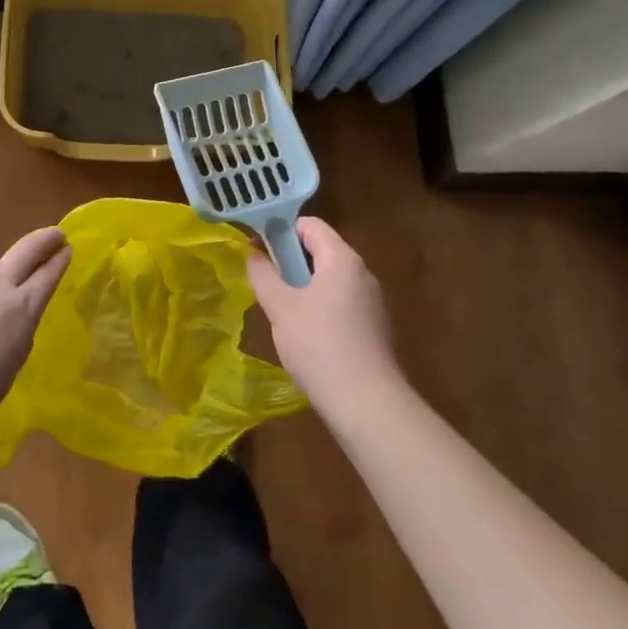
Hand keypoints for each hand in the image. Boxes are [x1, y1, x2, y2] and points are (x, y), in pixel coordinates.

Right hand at [248, 217, 405, 414]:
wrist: (366, 403)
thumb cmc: (318, 344)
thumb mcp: (280, 306)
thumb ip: (263, 274)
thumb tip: (253, 254)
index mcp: (342, 259)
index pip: (310, 225)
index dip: (281, 230)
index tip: (258, 250)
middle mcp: (362, 273)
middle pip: (321, 250)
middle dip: (290, 261)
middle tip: (266, 283)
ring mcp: (372, 301)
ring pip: (330, 279)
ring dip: (303, 287)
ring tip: (281, 312)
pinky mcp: (374, 327)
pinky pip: (341, 302)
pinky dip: (320, 307)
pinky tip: (305, 335)